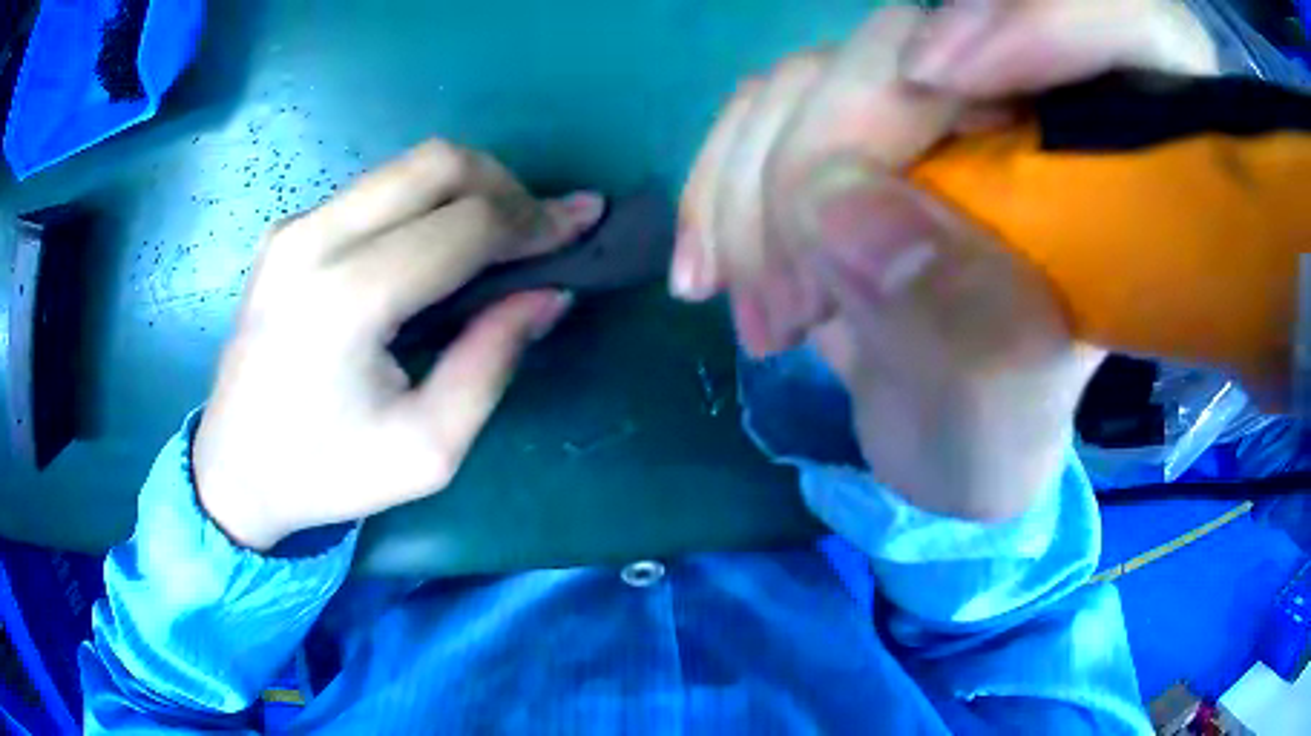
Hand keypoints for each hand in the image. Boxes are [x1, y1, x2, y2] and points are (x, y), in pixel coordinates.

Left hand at [194, 141, 603, 550]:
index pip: (464, 224)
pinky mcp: (287, 230)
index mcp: (345, 300)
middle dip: (507, 185)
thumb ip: (492, 362)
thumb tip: (550, 292)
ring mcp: (295, 227)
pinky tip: (437, 245)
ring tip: (500, 236)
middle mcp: (314, 240)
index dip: (535, 219)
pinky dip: (425, 200)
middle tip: (541, 229)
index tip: (583, 225)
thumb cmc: (327, 473)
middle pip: (436, 163)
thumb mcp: (428, 448)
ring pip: (406, 165)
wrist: (234, 469)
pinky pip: (375, 188)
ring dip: (469, 187)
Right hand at [674, 2, 1216, 518]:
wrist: (931, 425)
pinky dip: (724, 176)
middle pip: (932, 36)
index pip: (1130, 25)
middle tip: (800, 297)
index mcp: (1131, 167)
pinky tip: (711, 268)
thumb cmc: (1000, 437)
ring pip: (826, 66)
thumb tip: (849, 211)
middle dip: (840, 148)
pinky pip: (769, 99)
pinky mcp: (857, 112)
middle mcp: (1038, 100)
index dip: (1049, 20)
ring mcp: (939, 95)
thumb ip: (974, 330)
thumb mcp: (1005, 423)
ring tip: (770, 319)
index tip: (943, 77)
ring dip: (765, 188)